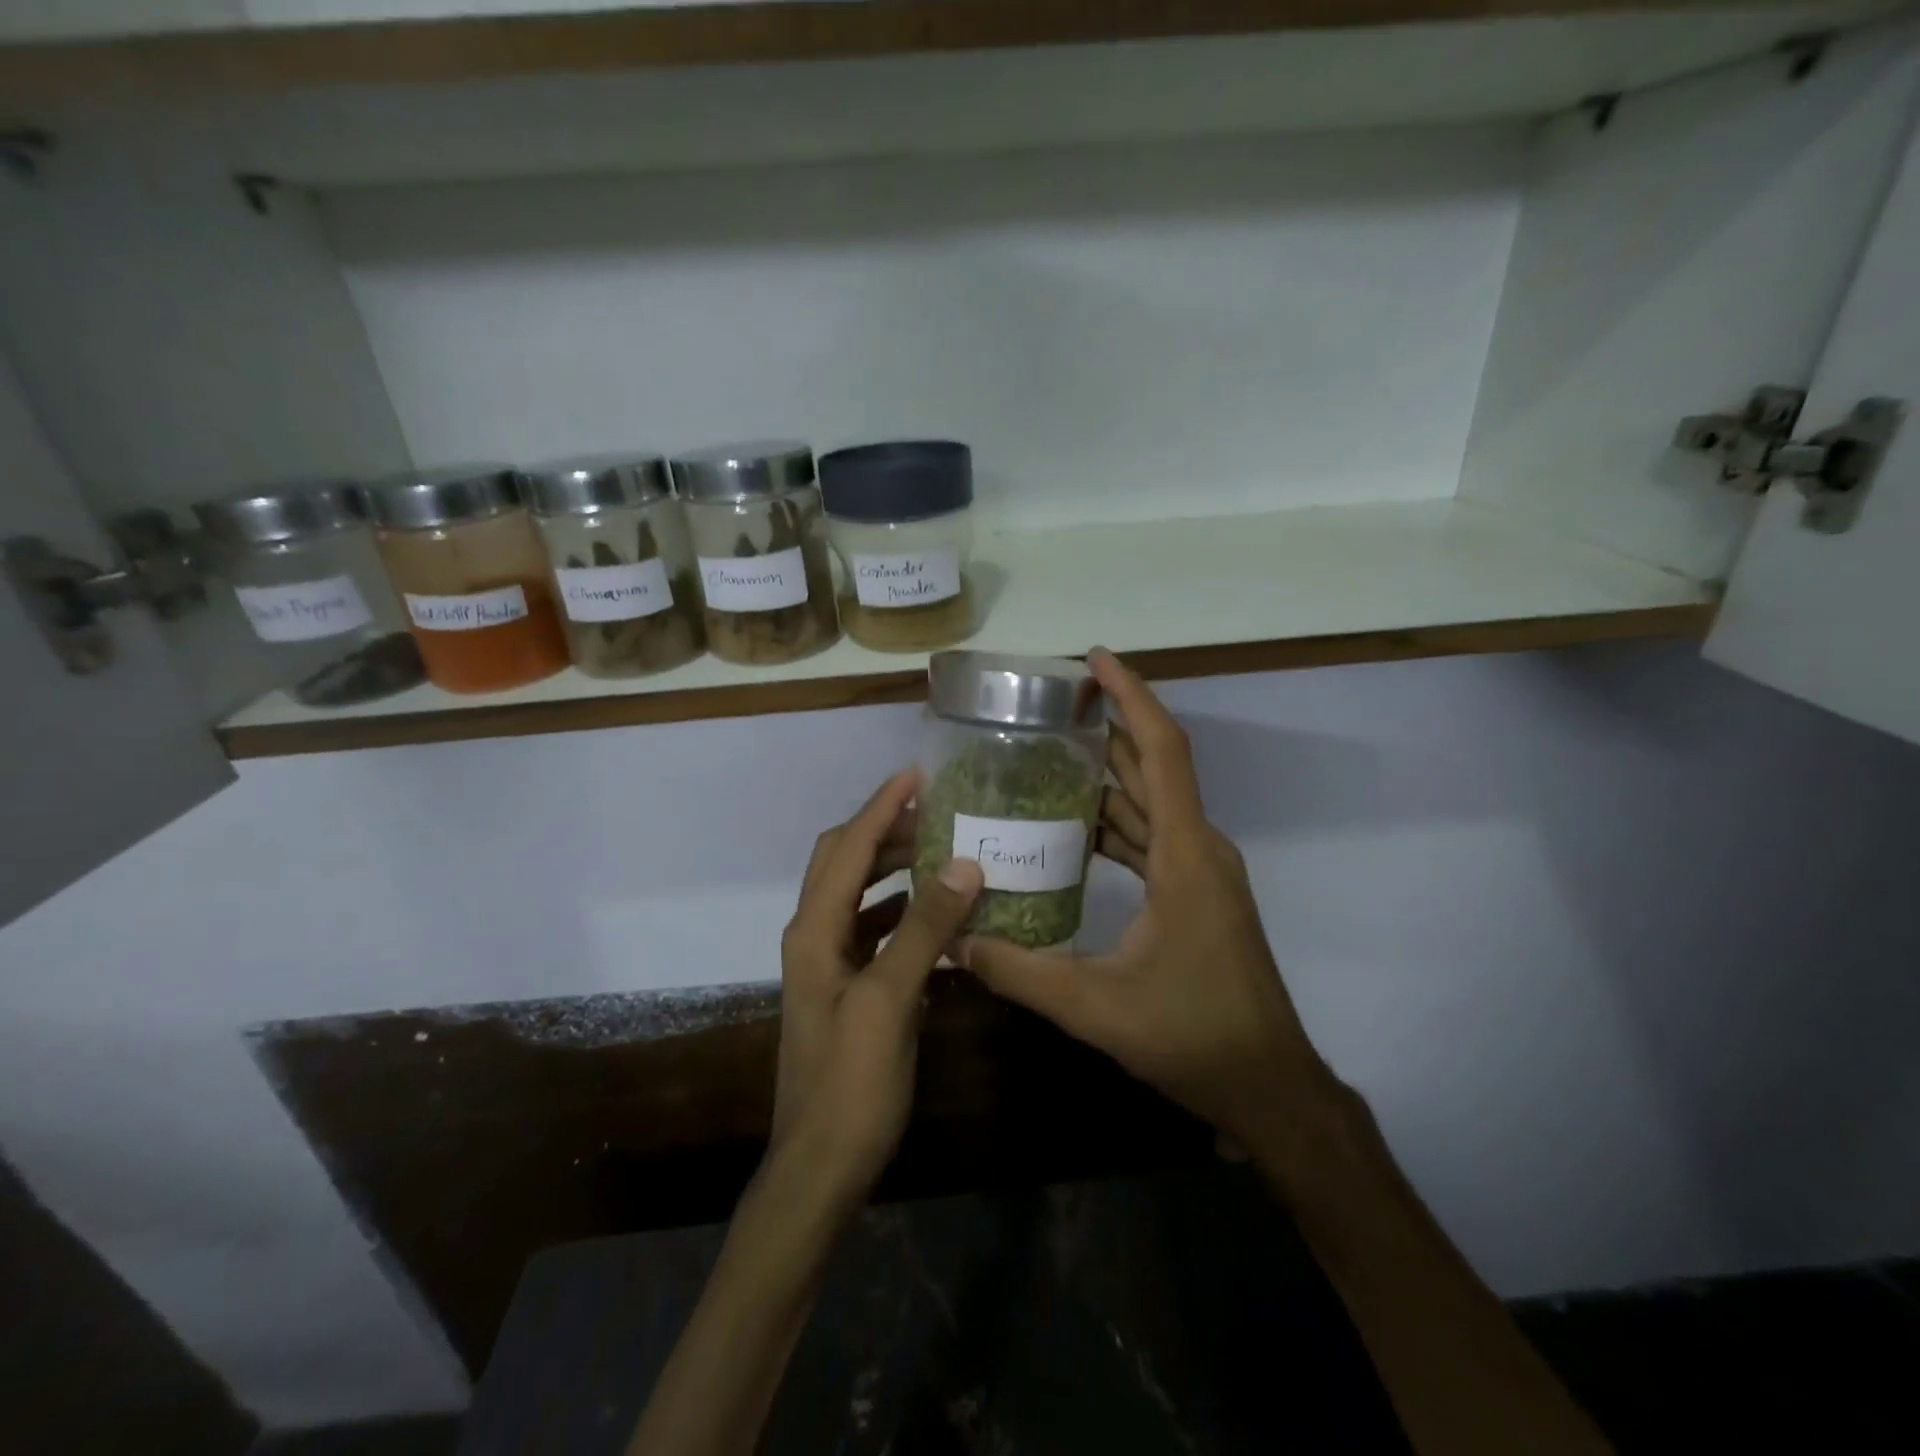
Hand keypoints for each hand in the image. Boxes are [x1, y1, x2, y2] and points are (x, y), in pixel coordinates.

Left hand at [772, 768, 984, 1207]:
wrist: (820, 1168)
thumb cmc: (851, 1085)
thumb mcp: (890, 1001)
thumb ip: (924, 929)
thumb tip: (963, 863)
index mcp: (814, 930)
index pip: (848, 848)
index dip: (881, 807)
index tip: (918, 774)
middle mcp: (815, 935)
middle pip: (845, 861)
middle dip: (887, 830)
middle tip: (940, 813)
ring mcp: (829, 963)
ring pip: (860, 893)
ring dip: (895, 867)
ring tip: (943, 852)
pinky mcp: (847, 988)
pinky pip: (874, 928)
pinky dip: (902, 909)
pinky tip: (938, 915)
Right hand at [960, 650, 1334, 1150]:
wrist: (1268, 1084)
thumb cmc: (1193, 1036)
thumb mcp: (1095, 1006)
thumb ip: (1020, 972)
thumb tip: (954, 943)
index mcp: (1184, 855)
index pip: (1163, 752)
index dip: (1132, 698)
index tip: (1096, 660)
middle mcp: (1198, 848)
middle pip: (1152, 767)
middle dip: (1108, 727)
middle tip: (1049, 706)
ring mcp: (1200, 870)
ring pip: (1150, 803)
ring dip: (1107, 777)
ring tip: (1046, 757)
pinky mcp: (1196, 892)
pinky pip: (1151, 837)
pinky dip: (1114, 823)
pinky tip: (1070, 830)